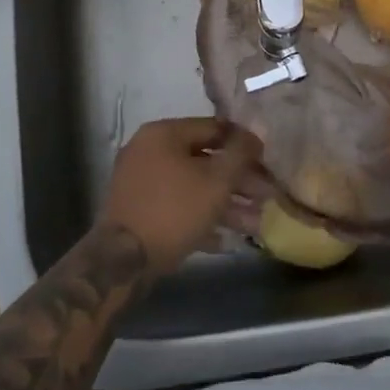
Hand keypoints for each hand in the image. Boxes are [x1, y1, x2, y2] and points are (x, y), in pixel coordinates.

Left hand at [97, 117, 264, 272]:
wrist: (122, 261)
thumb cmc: (173, 210)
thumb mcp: (215, 181)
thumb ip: (239, 154)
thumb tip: (257, 129)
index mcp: (164, 133)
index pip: (213, 128)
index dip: (244, 143)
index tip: (267, 161)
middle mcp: (149, 150)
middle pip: (204, 159)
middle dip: (238, 181)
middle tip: (266, 196)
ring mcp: (141, 182)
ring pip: (192, 186)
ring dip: (225, 204)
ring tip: (255, 224)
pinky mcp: (138, 212)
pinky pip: (177, 207)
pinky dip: (200, 219)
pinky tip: (226, 240)